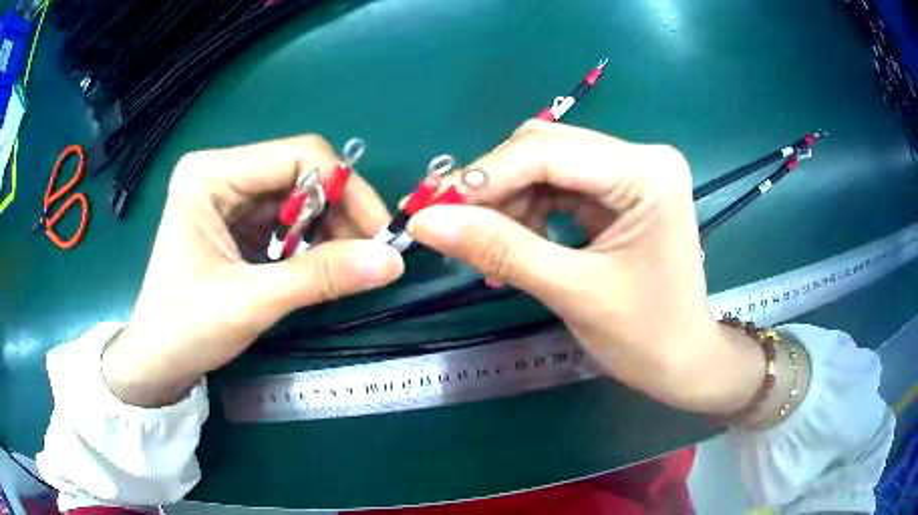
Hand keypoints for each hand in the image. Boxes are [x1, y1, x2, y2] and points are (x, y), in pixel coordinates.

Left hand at [103, 136, 404, 406]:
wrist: (157, 362)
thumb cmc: (185, 329)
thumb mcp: (251, 303)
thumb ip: (320, 277)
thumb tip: (392, 261)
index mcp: (211, 174)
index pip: (297, 156)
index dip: (345, 189)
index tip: (378, 234)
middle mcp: (221, 174)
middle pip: (301, 175)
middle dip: (339, 214)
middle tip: (369, 257)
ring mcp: (227, 197)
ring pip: (299, 199)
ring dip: (327, 232)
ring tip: (344, 268)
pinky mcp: (235, 222)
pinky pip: (287, 222)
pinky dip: (310, 244)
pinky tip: (317, 269)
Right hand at [408, 121, 762, 414]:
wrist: (683, 361)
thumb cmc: (644, 337)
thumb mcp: (572, 292)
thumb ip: (500, 250)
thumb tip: (425, 222)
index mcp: (646, 173)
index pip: (547, 151)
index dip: (483, 177)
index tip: (429, 207)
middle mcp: (641, 158)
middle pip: (544, 149)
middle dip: (492, 188)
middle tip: (449, 227)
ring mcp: (631, 173)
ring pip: (545, 167)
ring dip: (507, 205)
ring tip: (488, 256)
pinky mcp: (621, 192)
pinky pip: (559, 188)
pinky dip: (527, 215)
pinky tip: (513, 249)